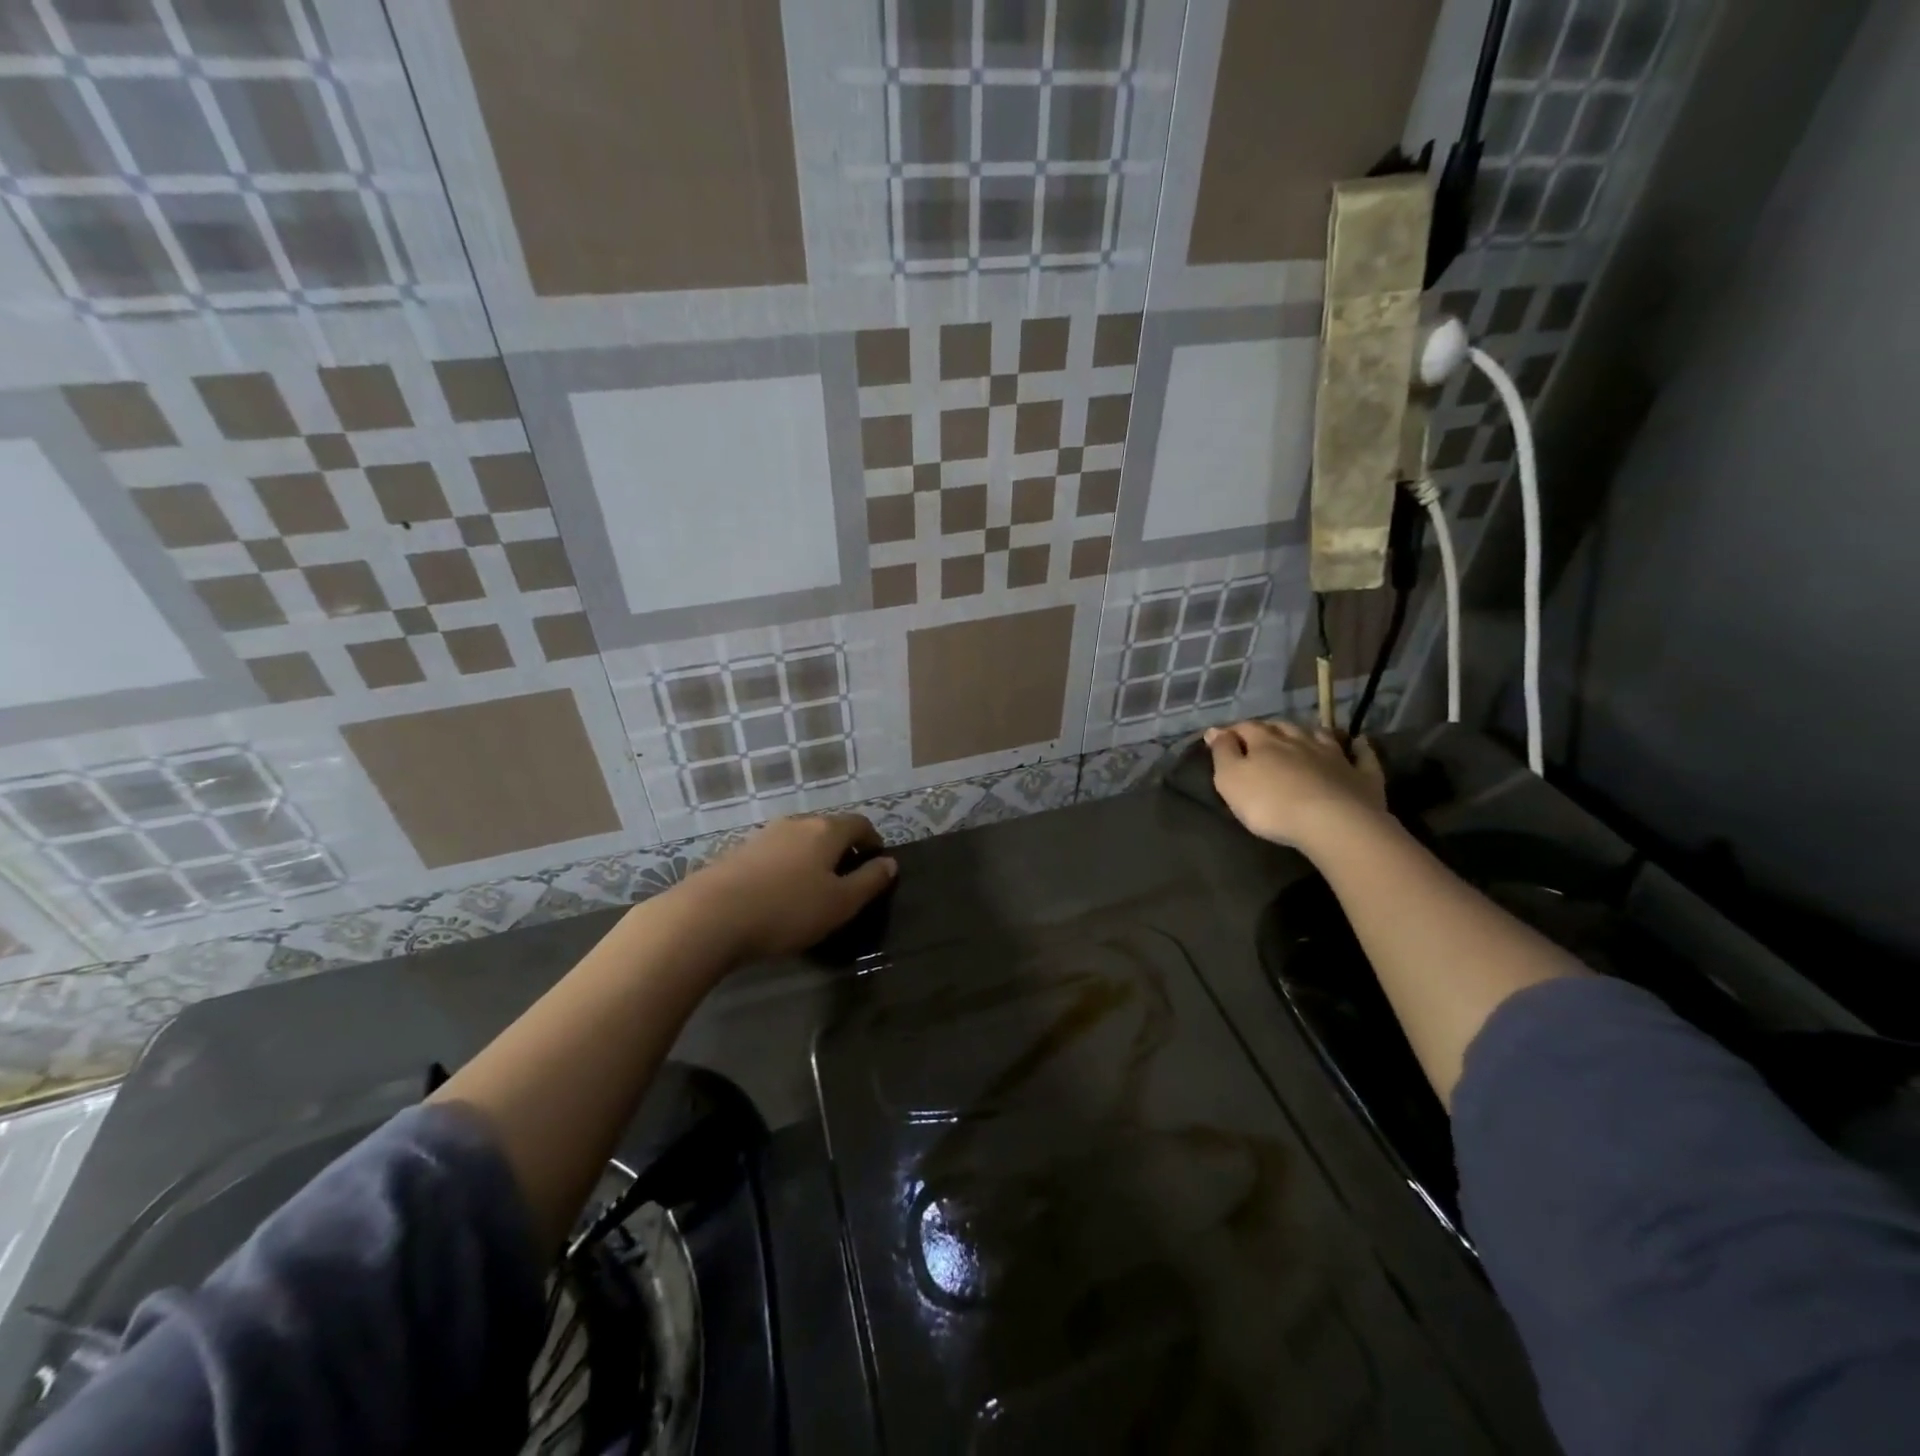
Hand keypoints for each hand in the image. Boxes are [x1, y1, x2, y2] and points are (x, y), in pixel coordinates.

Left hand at [681, 813, 896, 961]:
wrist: (709, 916)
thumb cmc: (787, 910)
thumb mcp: (840, 903)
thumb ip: (870, 882)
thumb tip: (890, 863)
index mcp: (826, 831)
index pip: (860, 824)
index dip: (873, 841)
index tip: (878, 863)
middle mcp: (796, 823)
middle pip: (828, 829)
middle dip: (843, 850)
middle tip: (848, 880)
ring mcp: (763, 835)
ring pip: (799, 841)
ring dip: (812, 858)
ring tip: (813, 889)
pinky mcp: (737, 852)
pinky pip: (775, 854)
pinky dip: (787, 867)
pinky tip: (779, 894)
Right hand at [1204, 721, 1386, 850]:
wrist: (1333, 823)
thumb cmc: (1271, 804)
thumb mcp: (1231, 780)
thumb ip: (1223, 753)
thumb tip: (1216, 731)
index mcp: (1265, 742)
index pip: (1245, 728)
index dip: (1231, 731)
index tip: (1219, 736)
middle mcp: (1300, 741)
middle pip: (1282, 728)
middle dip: (1270, 729)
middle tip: (1261, 735)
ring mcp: (1335, 756)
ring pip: (1320, 736)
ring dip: (1309, 733)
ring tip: (1303, 734)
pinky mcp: (1362, 775)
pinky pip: (1362, 755)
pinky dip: (1359, 747)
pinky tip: (1359, 742)